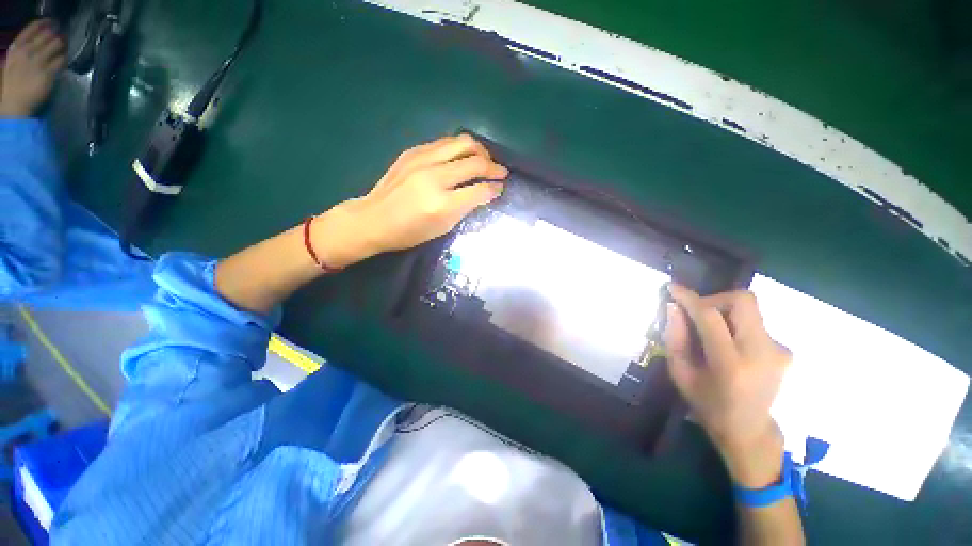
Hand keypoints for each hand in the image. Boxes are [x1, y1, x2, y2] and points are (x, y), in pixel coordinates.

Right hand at [0, 20, 65, 117]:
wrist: (13, 105)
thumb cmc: (12, 85)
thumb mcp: (12, 63)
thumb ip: (23, 51)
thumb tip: (37, 41)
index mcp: (16, 48)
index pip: (32, 28)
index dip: (44, 24)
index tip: (52, 22)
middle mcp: (27, 52)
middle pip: (47, 35)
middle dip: (57, 34)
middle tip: (63, 36)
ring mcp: (38, 62)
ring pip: (56, 45)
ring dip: (63, 44)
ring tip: (66, 46)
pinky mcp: (48, 73)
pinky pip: (61, 60)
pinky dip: (65, 58)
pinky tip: (66, 58)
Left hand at [313, 134, 507, 267]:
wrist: (373, 219)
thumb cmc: (409, 232)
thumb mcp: (442, 228)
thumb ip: (465, 208)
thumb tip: (484, 193)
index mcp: (442, 204)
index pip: (479, 190)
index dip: (495, 188)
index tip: (501, 187)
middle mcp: (435, 177)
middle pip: (475, 162)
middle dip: (494, 167)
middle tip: (501, 172)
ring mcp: (422, 160)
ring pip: (462, 143)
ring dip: (479, 150)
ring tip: (485, 160)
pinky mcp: (413, 151)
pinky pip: (445, 143)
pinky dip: (459, 148)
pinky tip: (462, 157)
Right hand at [665, 285, 790, 486]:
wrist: (749, 429)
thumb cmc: (707, 404)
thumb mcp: (680, 373)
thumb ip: (674, 337)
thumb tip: (674, 307)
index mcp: (731, 364)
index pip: (710, 316)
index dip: (689, 298)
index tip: (673, 288)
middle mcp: (761, 352)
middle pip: (743, 301)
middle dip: (714, 298)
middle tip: (697, 313)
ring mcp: (778, 350)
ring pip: (750, 309)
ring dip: (724, 311)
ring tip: (711, 332)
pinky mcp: (784, 350)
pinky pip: (755, 322)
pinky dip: (735, 324)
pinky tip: (728, 344)